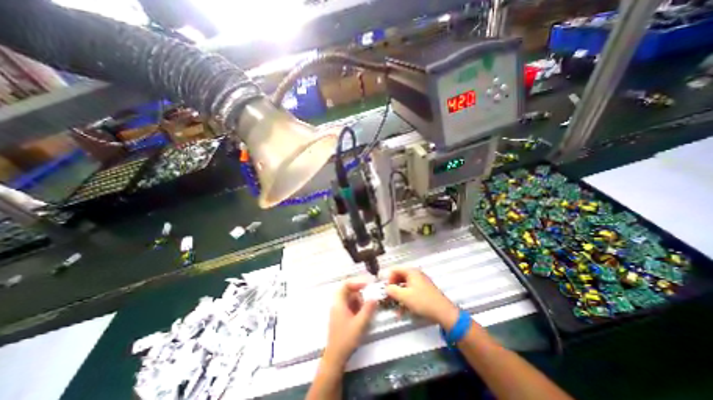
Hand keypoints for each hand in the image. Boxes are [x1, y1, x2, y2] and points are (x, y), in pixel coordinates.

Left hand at [326, 279, 377, 364]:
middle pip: (348, 291)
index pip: (345, 285)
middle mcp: (337, 304)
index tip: (367, 285)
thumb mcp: (360, 324)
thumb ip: (368, 309)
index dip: (356, 282)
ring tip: (366, 310)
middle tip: (369, 299)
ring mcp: (338, 311)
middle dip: (359, 293)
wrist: (335, 358)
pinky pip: (349, 306)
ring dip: (359, 301)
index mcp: (339, 303)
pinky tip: (362, 315)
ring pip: (349, 299)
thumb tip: (375, 297)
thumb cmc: (346, 339)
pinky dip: (357, 307)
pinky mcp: (341, 317)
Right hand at [388, 267, 459, 328]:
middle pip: (399, 277)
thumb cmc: (422, 301)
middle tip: (390, 297)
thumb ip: (392, 290)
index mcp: (411, 272)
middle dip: (393, 287)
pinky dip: (405, 298)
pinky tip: (403, 310)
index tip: (386, 289)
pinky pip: (411, 291)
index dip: (388, 278)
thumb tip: (386, 288)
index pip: (395, 269)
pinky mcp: (424, 290)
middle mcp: (415, 274)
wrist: (443, 312)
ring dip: (399, 295)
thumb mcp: (404, 296)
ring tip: (396, 307)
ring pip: (404, 285)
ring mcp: (420, 281)